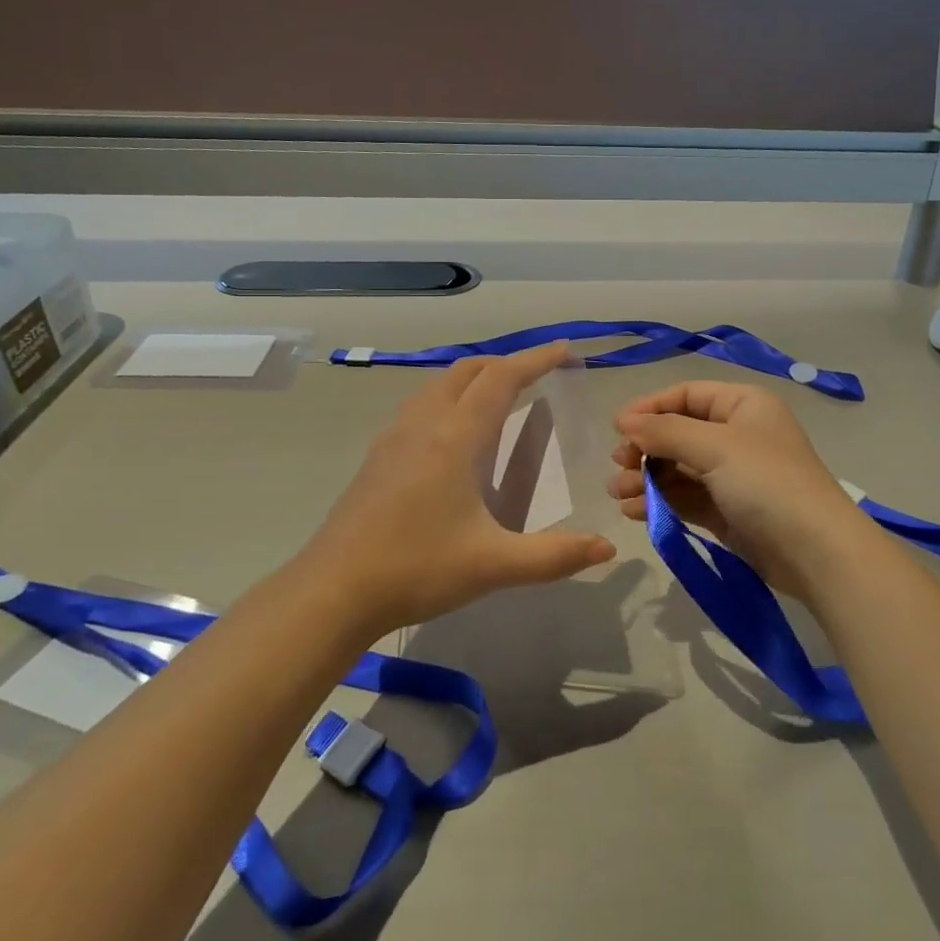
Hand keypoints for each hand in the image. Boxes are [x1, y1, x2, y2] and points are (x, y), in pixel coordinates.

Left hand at [303, 343, 615, 637]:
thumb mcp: (493, 566)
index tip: (563, 349)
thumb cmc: (416, 569)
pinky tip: (455, 433)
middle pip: (467, 371)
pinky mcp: (379, 456)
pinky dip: (450, 397)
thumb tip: (607, 547)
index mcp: (455, 438)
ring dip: (475, 378)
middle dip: (506, 364)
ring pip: (440, 384)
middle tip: (538, 375)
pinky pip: (422, 404)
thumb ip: (554, 556)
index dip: (534, 360)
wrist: (332, 591)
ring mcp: (395, 437)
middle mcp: (424, 424)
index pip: (501, 380)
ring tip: (501, 397)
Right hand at [607, 381, 866, 601]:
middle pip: (678, 433)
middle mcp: (737, 435)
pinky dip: (659, 501)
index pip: (686, 395)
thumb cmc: (767, 482)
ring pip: (677, 468)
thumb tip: (623, 422)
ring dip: (646, 478)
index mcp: (742, 405)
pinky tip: (634, 510)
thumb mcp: (715, 447)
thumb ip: (665, 432)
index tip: (617, 429)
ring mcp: (732, 475)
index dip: (650, 408)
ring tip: (620, 494)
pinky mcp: (726, 511)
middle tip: (619, 466)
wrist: (816, 552)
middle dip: (645, 449)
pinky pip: (684, 498)